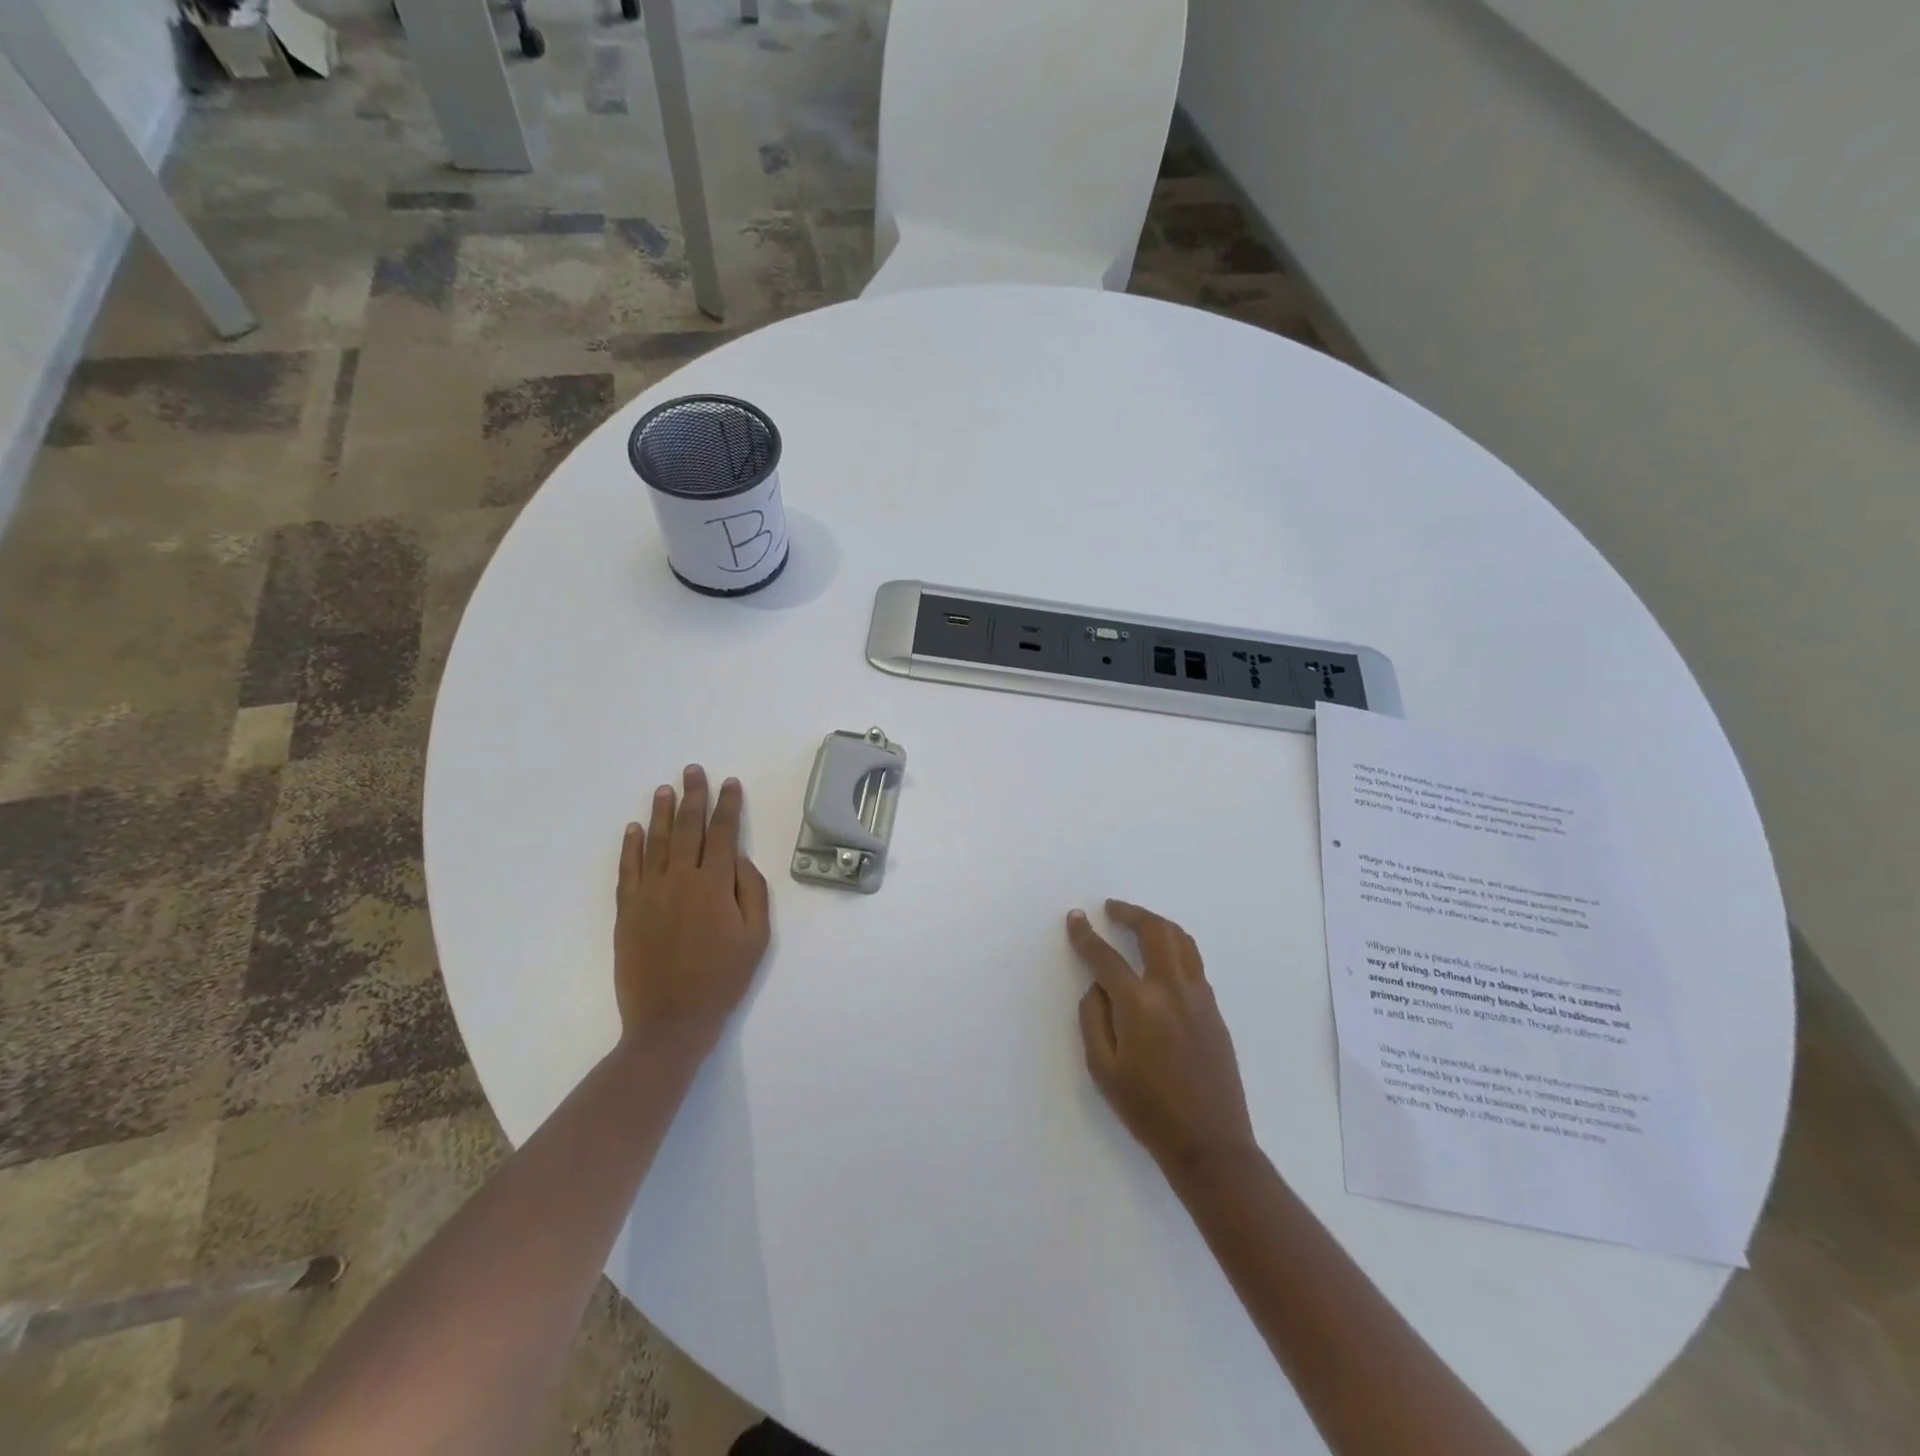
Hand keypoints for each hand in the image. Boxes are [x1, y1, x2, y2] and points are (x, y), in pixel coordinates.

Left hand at [614, 766, 771, 1057]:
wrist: (670, 1021)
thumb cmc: (722, 979)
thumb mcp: (757, 938)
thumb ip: (752, 892)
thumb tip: (740, 860)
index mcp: (714, 885)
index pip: (723, 834)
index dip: (728, 806)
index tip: (730, 784)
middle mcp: (680, 880)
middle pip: (686, 828)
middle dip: (692, 796)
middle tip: (693, 771)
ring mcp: (649, 894)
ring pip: (655, 842)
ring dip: (660, 813)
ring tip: (665, 789)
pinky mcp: (627, 911)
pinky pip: (628, 870)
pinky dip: (630, 847)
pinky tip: (633, 829)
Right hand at [1065, 901, 1255, 1173]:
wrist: (1210, 1143)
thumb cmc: (1148, 1110)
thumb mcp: (1102, 1069)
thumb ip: (1093, 1018)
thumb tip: (1097, 987)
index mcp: (1140, 1004)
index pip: (1106, 957)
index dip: (1086, 935)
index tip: (1075, 917)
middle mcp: (1172, 989)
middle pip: (1154, 930)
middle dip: (1130, 913)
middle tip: (1112, 908)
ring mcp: (1199, 996)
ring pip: (1181, 940)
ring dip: (1157, 923)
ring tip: (1138, 922)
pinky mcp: (1214, 1009)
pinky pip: (1193, 962)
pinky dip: (1175, 946)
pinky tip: (1162, 957)